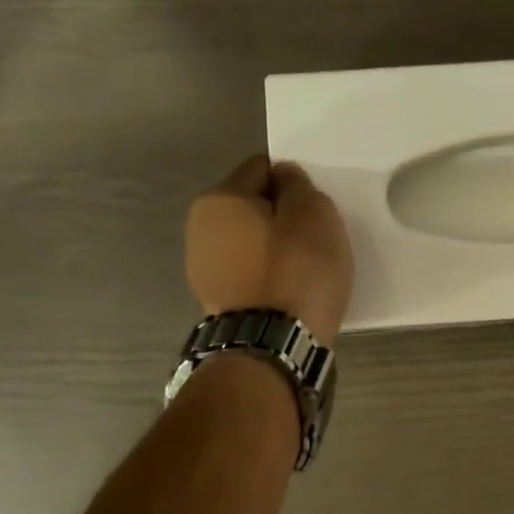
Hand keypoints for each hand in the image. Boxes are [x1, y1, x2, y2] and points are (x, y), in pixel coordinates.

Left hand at [186, 155, 353, 345]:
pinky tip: (285, 292)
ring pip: (249, 241)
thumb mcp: (314, 214)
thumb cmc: (297, 271)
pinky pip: (247, 272)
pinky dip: (265, 275)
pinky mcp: (214, 300)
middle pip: (252, 206)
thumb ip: (298, 185)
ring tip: (300, 272)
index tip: (314, 210)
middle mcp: (198, 227)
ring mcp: (202, 268)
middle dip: (280, 216)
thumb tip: (283, 178)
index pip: (263, 168)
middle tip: (313, 241)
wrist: (274, 345)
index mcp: (219, 199)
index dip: (294, 183)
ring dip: (273, 248)